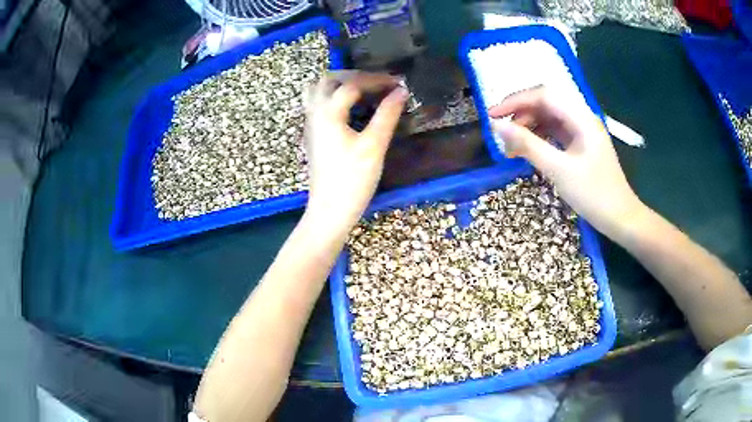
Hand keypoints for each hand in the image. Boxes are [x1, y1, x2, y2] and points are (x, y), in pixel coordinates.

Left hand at [303, 71, 407, 229]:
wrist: (329, 212)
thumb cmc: (352, 180)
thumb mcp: (374, 146)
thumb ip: (387, 115)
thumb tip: (401, 91)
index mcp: (327, 113)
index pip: (352, 84)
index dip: (376, 80)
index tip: (398, 82)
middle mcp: (314, 114)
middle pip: (328, 81)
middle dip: (353, 76)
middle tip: (377, 82)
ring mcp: (311, 126)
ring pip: (319, 92)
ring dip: (340, 85)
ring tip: (364, 90)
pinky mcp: (314, 137)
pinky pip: (319, 105)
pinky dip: (335, 98)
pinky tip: (352, 108)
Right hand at [489, 87, 644, 238]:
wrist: (620, 218)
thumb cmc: (594, 195)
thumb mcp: (559, 170)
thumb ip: (528, 145)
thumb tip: (498, 126)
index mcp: (581, 118)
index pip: (543, 95)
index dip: (515, 101)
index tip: (492, 116)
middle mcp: (582, 118)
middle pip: (546, 104)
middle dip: (521, 114)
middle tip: (502, 135)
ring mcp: (582, 131)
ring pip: (549, 118)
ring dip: (529, 127)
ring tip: (512, 147)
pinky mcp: (581, 144)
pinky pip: (555, 132)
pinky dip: (539, 137)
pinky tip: (529, 150)